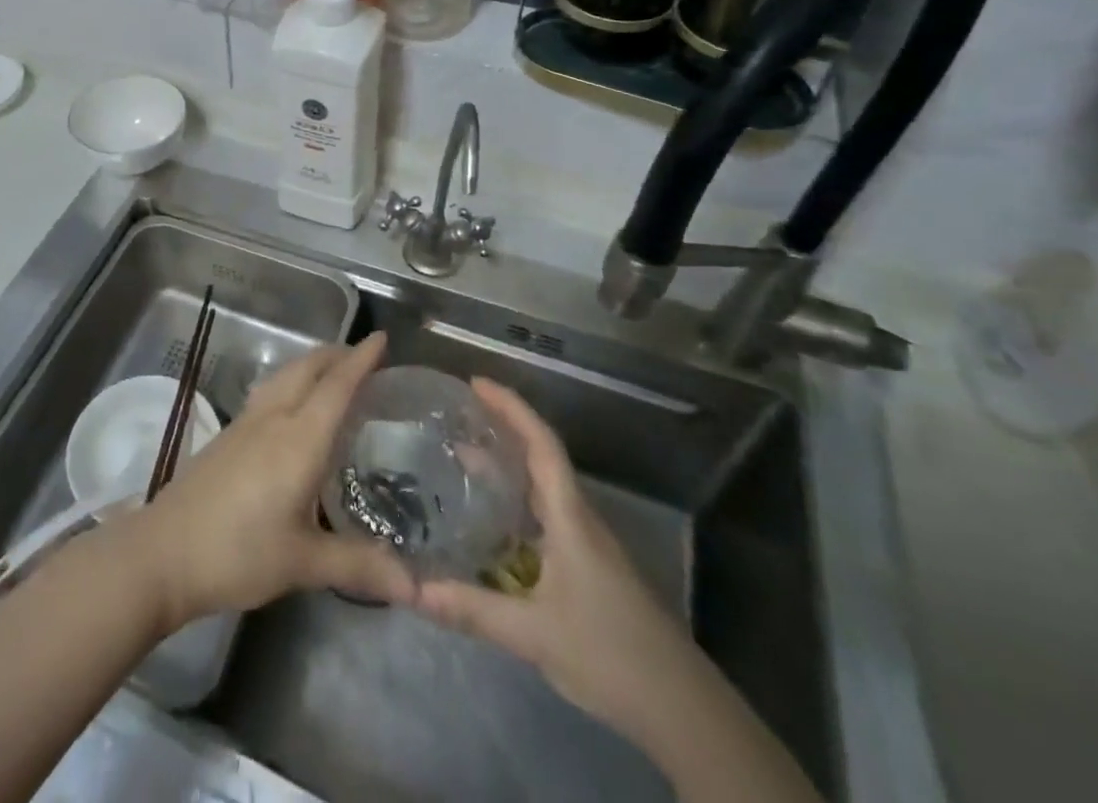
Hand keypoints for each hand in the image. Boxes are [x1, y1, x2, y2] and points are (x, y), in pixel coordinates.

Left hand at [110, 333, 415, 629]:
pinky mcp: (227, 436)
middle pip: (306, 369)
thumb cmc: (238, 553)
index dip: (360, 360)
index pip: (335, 386)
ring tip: (332, 372)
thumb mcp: (303, 563)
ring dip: (310, 365)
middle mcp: (272, 419)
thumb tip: (415, 586)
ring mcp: (245, 424)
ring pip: (284, 376)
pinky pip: (268, 392)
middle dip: (336, 355)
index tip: (382, 338)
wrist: (164, 552)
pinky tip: (293, 406)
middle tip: (365, 357)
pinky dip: (291, 383)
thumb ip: (359, 565)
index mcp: (298, 439)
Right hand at [408, 378, 710, 747]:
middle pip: (541, 458)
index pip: (542, 445)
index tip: (476, 383)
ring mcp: (589, 546)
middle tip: (458, 416)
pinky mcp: (591, 570)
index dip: (511, 408)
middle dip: (503, 429)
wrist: (686, 713)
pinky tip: (493, 522)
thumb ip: (473, 609)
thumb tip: (411, 590)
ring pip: (544, 489)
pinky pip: (547, 516)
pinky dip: (517, 502)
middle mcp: (580, 520)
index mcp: (571, 518)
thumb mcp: (534, 635)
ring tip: (463, 457)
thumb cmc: (612, 656)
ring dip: (509, 466)